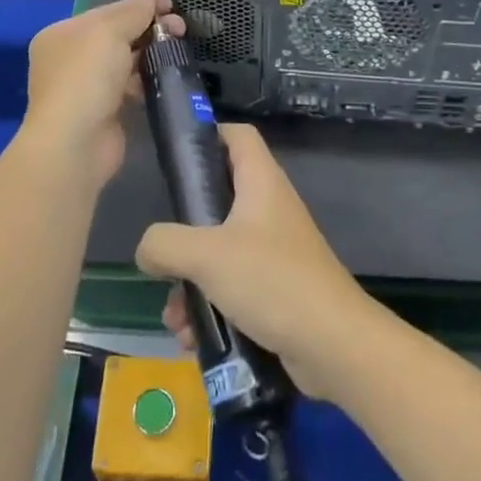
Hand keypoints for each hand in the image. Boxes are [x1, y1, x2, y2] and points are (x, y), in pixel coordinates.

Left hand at [23, 0, 181, 186]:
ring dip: (151, 56)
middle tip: (181, 30)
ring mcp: (85, 88)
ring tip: (179, 53)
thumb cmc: (86, 77)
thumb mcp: (109, 32)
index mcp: (62, 34)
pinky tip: (166, 79)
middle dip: (149, 30)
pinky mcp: (103, 113)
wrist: (75, 143)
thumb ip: (132, 11)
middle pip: (117, 36)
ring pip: (125, 63)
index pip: (106, 12)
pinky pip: (129, 89)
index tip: (172, 6)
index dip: (139, 6)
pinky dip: (147, 82)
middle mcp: (69, 60)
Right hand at [134, 122, 376, 400]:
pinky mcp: (277, 290)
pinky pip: (233, 289)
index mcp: (261, 184)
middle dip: (185, 234)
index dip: (209, 134)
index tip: (177, 156)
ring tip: (175, 316)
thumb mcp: (207, 256)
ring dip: (191, 282)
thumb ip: (165, 244)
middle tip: (164, 254)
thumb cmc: (272, 281)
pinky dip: (210, 308)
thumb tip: (147, 250)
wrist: (334, 346)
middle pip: (219, 200)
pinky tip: (193, 337)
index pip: (238, 136)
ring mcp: (276, 252)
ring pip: (220, 253)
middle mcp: (270, 211)